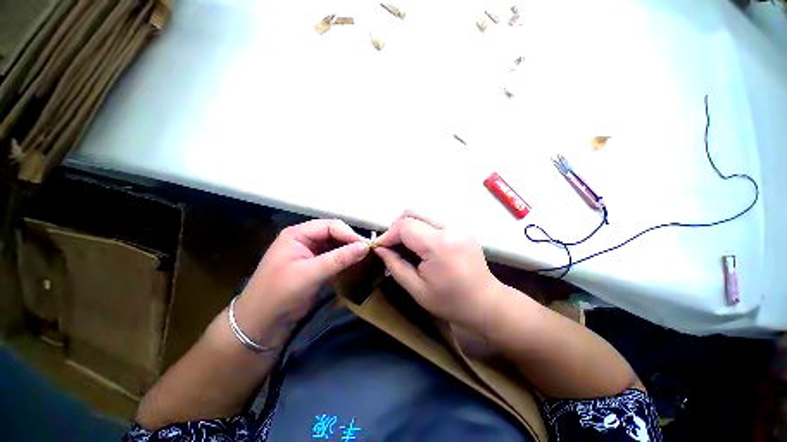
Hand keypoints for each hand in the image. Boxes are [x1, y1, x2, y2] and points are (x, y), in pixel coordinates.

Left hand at [236, 219, 369, 343]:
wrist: (261, 324)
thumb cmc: (280, 293)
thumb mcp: (310, 274)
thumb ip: (339, 258)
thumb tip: (365, 246)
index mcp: (298, 234)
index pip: (330, 226)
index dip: (349, 234)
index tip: (366, 246)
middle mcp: (305, 239)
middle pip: (334, 233)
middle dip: (351, 241)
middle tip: (368, 251)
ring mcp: (310, 253)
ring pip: (336, 245)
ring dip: (350, 250)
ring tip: (366, 256)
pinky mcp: (315, 266)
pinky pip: (334, 257)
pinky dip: (346, 260)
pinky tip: (356, 263)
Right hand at [374, 212, 500, 329]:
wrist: (485, 302)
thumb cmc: (450, 301)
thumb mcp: (417, 289)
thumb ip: (395, 265)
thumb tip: (380, 249)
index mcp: (439, 245)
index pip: (405, 226)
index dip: (388, 234)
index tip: (380, 247)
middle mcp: (450, 227)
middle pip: (413, 213)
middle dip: (396, 226)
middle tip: (391, 244)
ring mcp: (458, 225)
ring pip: (422, 214)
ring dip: (408, 225)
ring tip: (404, 244)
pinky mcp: (461, 226)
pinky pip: (433, 219)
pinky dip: (420, 227)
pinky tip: (419, 243)